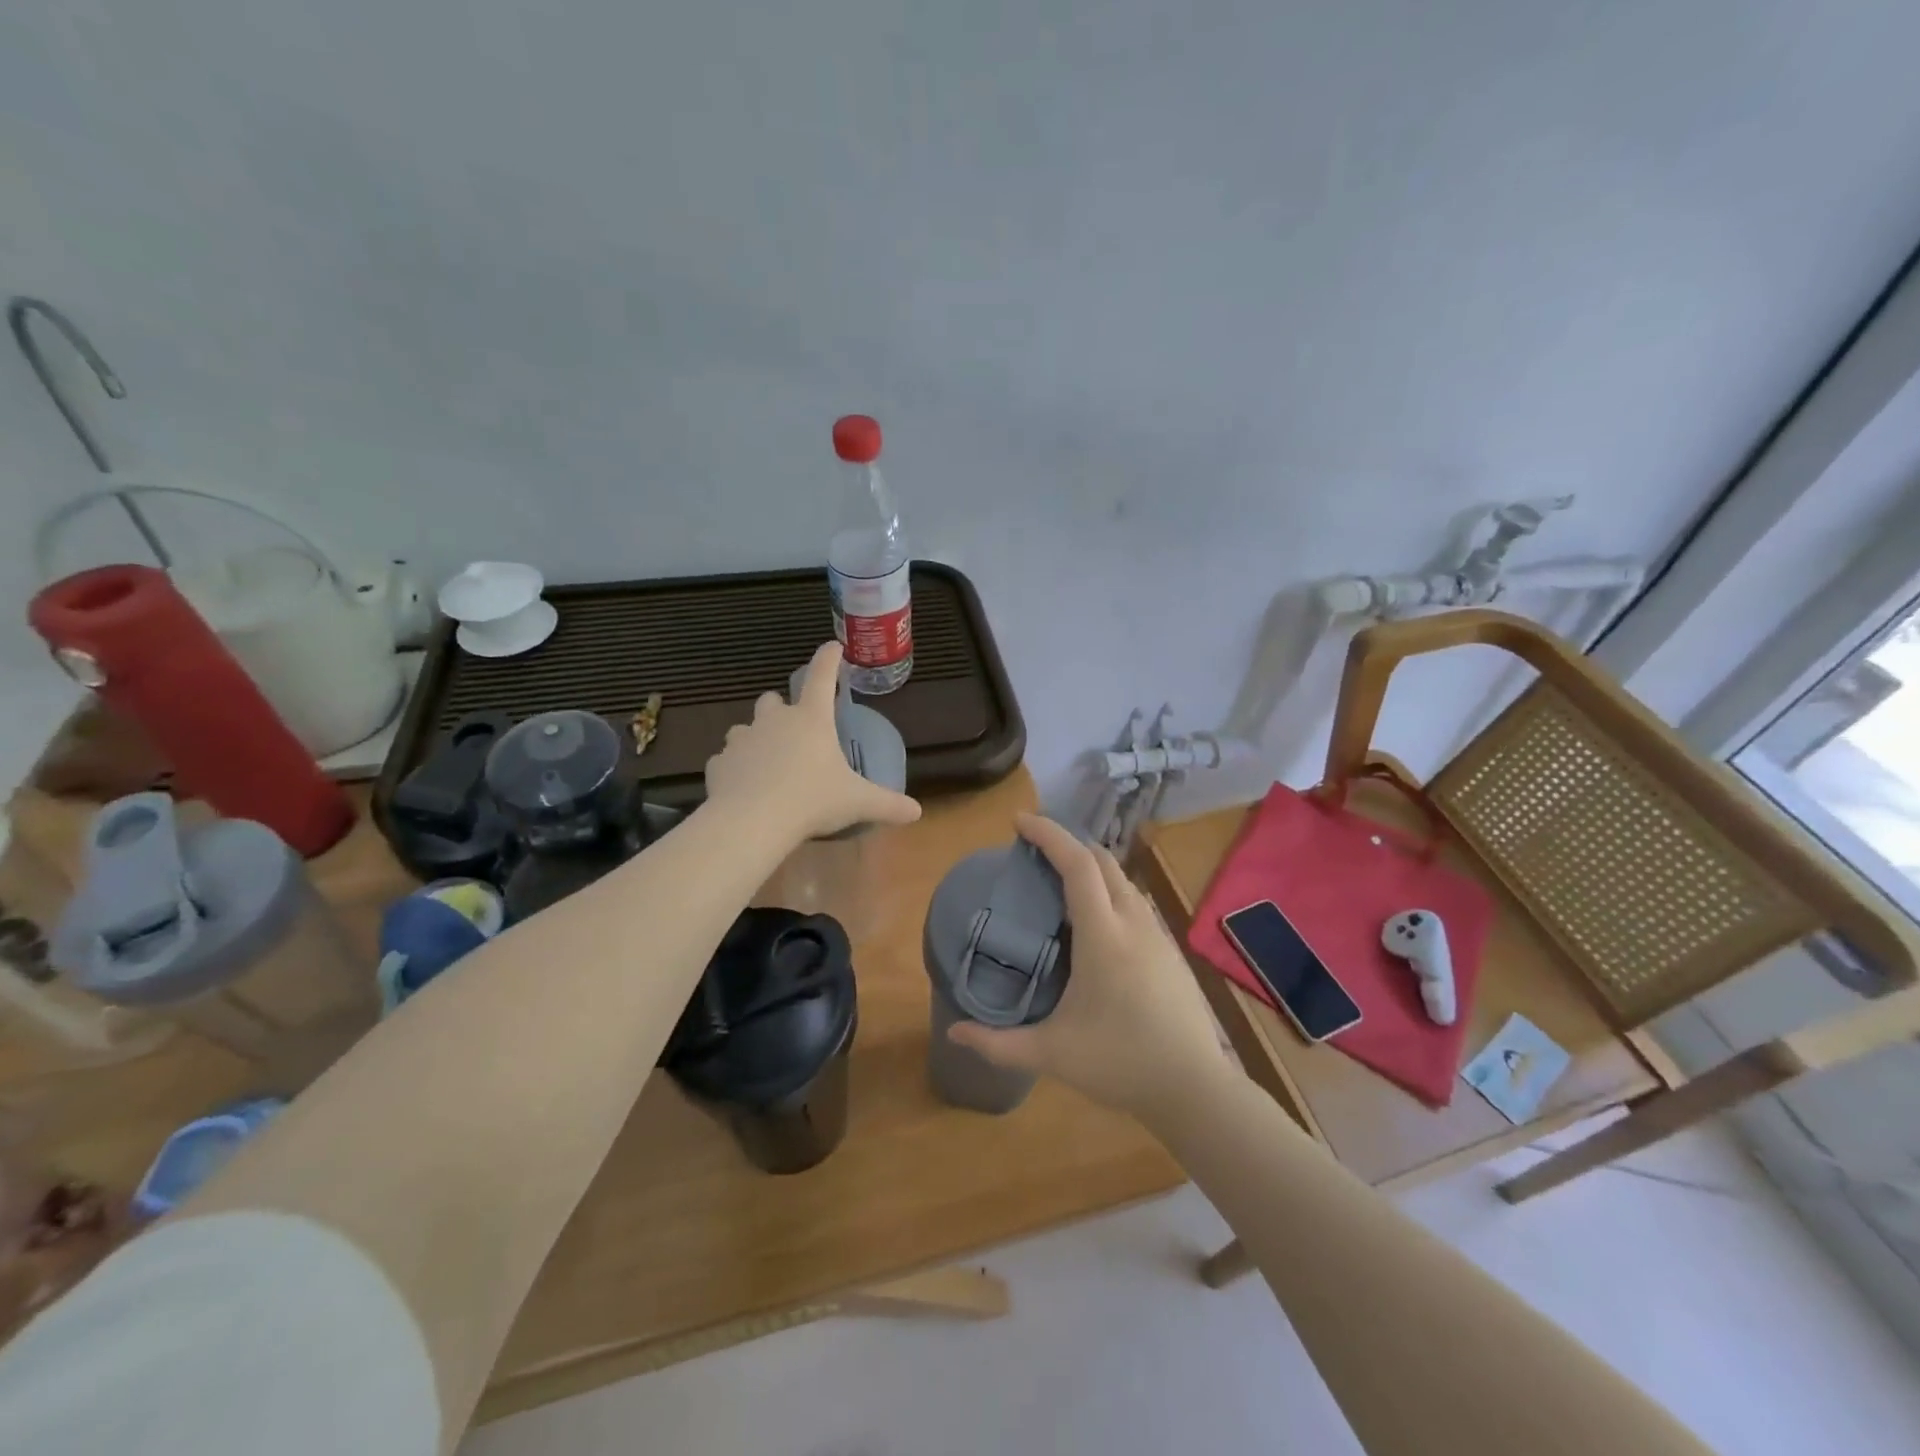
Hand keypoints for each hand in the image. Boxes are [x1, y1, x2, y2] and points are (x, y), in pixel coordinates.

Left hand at [704, 641, 921, 842]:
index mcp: (811, 720)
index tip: (832, 646)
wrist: (751, 822)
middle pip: (773, 700)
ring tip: (767, 763)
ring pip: (745, 728)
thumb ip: (888, 804)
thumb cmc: (812, 801)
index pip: (821, 677)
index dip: (828, 659)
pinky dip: (735, 769)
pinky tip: (744, 788)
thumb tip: (917, 812)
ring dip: (756, 739)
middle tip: (793, 728)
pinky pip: (726, 760)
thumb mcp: (857, 803)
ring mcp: (742, 740)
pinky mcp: (718, 763)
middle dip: (781, 708)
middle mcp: (774, 721)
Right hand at [947, 814, 1228, 1119]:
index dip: (1048, 834)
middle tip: (1033, 852)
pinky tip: (1095, 922)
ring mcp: (1157, 934)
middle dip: (1067, 844)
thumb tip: (954, 1030)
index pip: (1077, 865)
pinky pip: (1135, 901)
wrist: (1194, 1088)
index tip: (1018, 822)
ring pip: (1122, 879)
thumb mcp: (1051, 1055)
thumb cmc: (1120, 1063)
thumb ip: (998, 1043)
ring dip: (1091, 867)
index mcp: (1103, 936)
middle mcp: (1133, 922)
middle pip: (1102, 860)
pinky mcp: (1170, 950)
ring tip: (1059, 883)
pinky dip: (1109, 890)